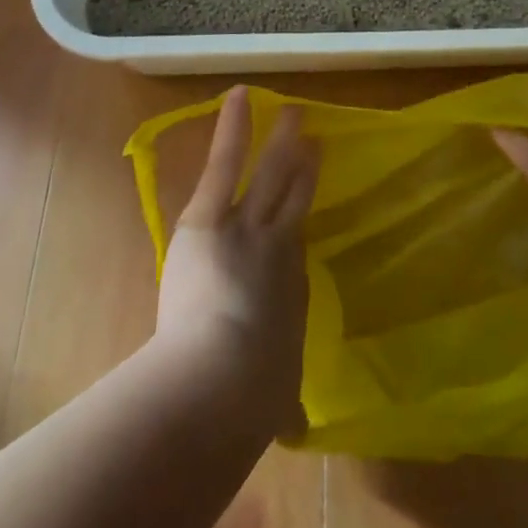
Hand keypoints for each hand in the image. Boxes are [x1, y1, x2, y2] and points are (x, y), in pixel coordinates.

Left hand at [157, 87, 319, 435]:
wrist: (222, 382)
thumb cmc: (252, 398)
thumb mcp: (273, 401)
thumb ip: (282, 407)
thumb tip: (293, 431)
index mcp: (291, 289)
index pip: (296, 246)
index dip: (300, 218)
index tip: (306, 199)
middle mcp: (278, 249)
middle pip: (296, 198)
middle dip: (305, 166)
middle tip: (315, 138)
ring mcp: (248, 227)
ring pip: (271, 175)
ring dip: (281, 142)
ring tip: (292, 111)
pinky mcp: (212, 217)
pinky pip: (228, 163)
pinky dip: (234, 128)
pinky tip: (240, 96)